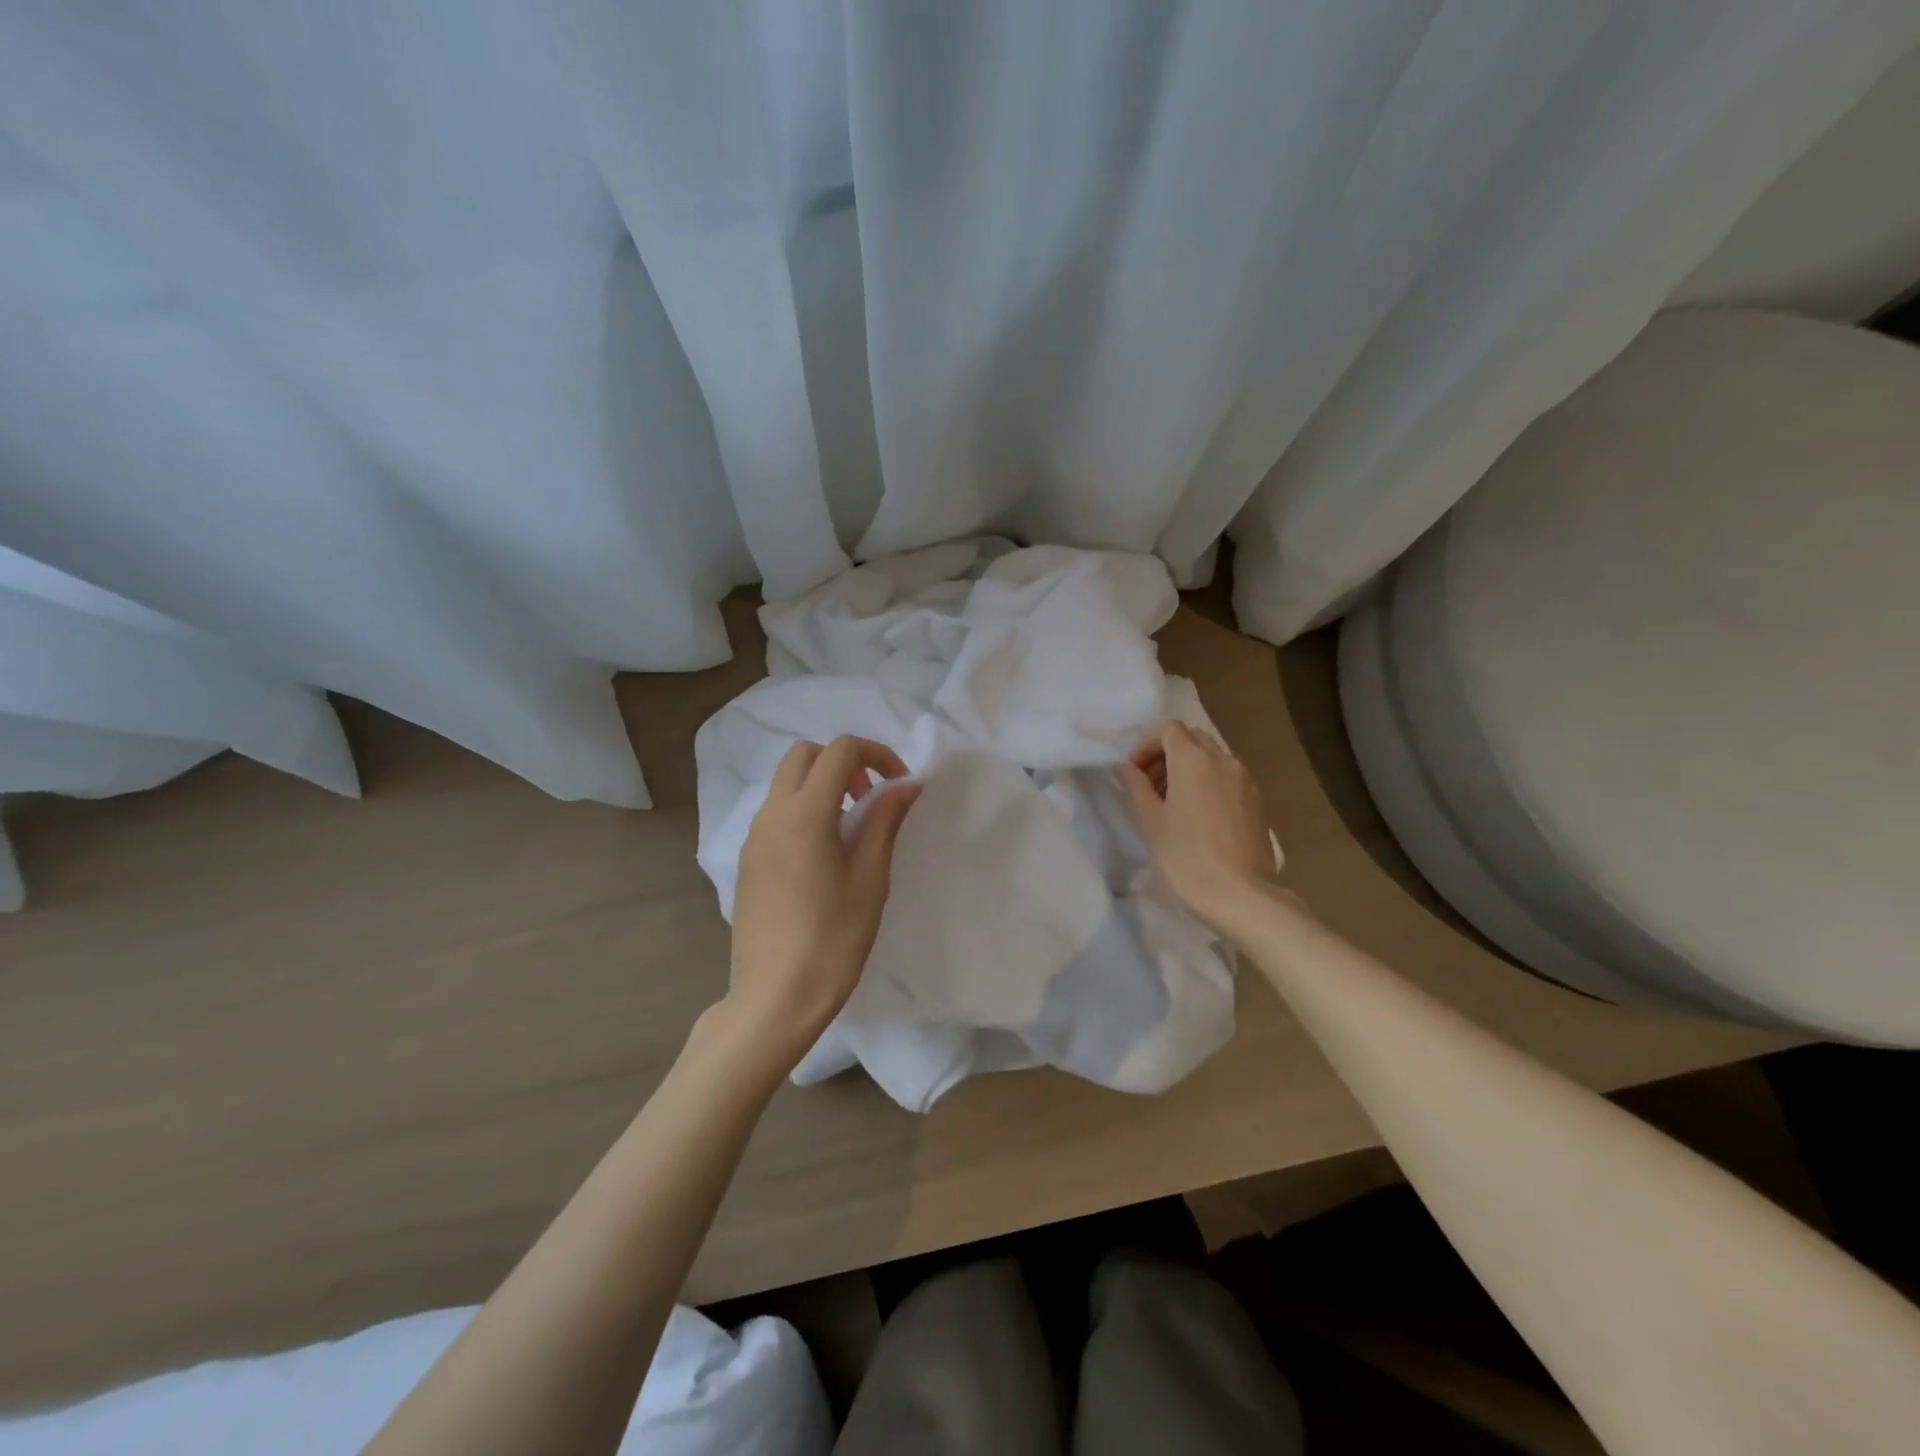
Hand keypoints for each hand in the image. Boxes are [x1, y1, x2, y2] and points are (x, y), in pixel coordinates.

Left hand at [725, 736, 921, 1061]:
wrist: (774, 997)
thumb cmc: (832, 939)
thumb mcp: (870, 878)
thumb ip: (885, 822)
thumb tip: (906, 785)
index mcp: (805, 813)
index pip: (839, 751)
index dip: (876, 754)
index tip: (899, 783)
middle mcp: (772, 814)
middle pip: (805, 755)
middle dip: (843, 762)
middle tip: (871, 798)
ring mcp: (754, 837)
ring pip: (786, 782)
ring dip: (822, 784)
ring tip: (852, 827)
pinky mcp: (747, 859)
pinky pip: (776, 812)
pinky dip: (803, 808)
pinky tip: (824, 853)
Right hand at [1118, 721, 1277, 931]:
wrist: (1240, 894)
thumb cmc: (1187, 856)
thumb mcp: (1151, 821)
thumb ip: (1136, 787)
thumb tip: (1126, 768)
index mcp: (1193, 759)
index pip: (1168, 730)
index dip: (1147, 746)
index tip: (1134, 774)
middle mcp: (1222, 760)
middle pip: (1191, 738)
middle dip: (1167, 754)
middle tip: (1150, 786)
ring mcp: (1244, 779)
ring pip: (1211, 756)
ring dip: (1188, 767)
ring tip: (1172, 803)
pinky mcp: (1257, 799)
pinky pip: (1227, 776)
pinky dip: (1208, 781)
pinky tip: (1198, 815)